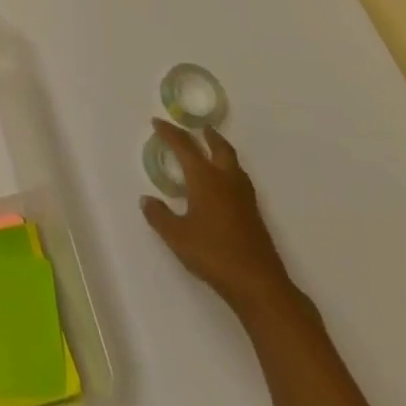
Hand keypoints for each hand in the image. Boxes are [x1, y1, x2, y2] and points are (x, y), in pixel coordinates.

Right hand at [141, 118, 295, 315]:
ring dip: (221, 151)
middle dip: (207, 135)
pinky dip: (229, 171)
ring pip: (233, 163)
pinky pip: (240, 179)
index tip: (158, 122)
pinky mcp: (254, 214)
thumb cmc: (214, 254)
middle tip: (199, 128)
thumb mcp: (177, 237)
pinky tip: (224, 186)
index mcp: (205, 178)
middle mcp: (226, 180)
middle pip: (219, 147)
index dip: (170, 132)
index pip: (185, 146)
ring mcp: (244, 197)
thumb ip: (159, 216)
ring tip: (212, 151)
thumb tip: (146, 200)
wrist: (259, 284)